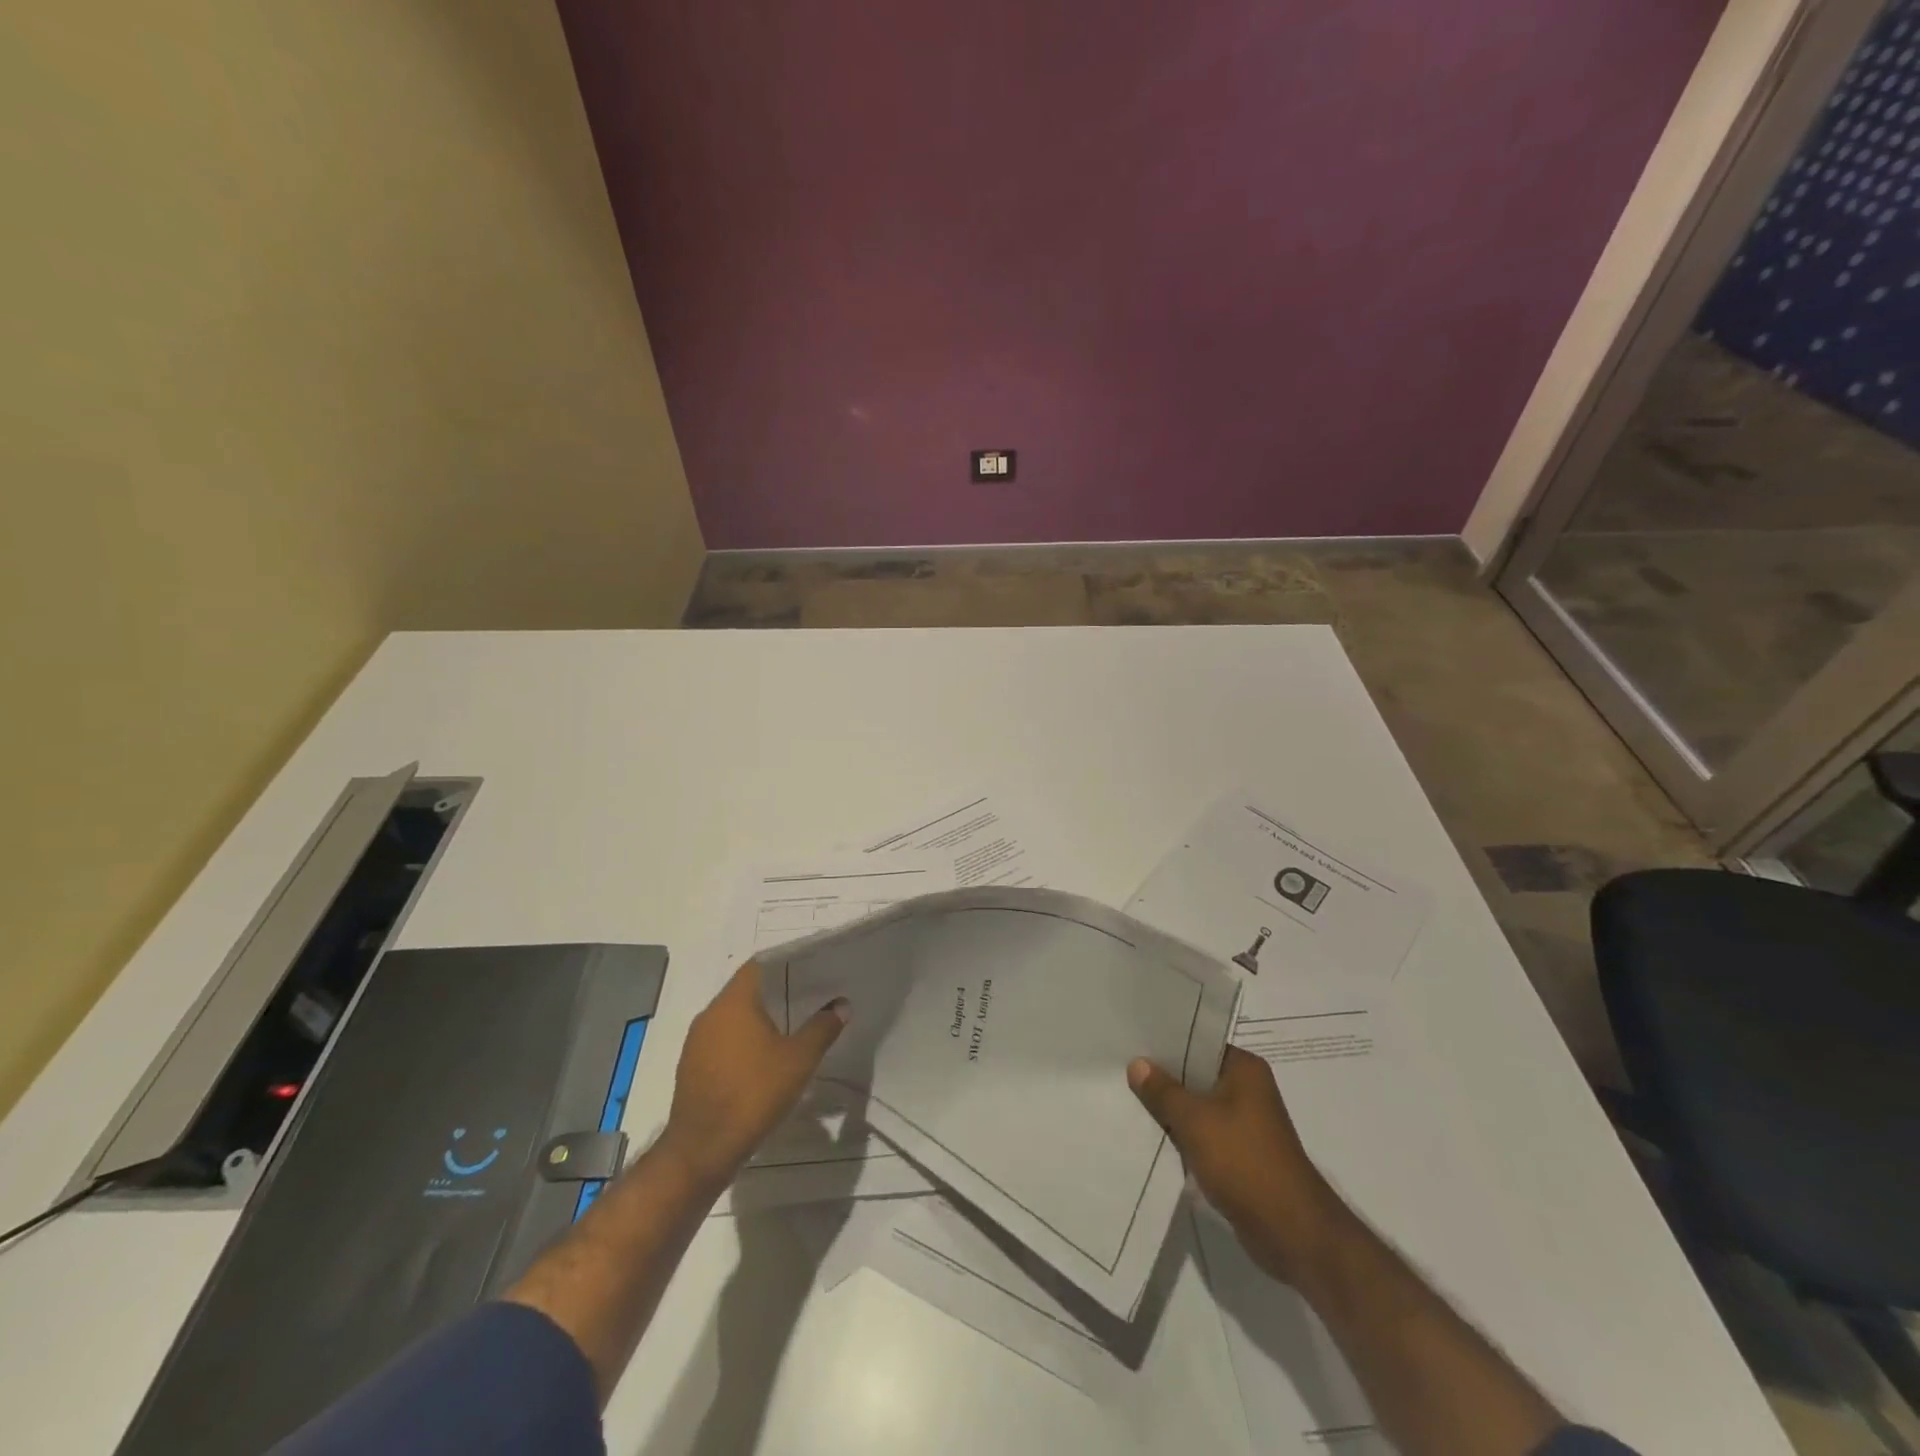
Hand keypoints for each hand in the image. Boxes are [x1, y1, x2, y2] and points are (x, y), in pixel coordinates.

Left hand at [659, 960, 847, 1192]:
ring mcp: (696, 1041)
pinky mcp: (692, 1066)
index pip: (759, 964)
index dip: (785, 962)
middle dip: (777, 991)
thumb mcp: (799, 1060)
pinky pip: (722, 1040)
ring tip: (791, 1026)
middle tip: (809, 995)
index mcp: (733, 1002)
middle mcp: (710, 1014)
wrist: (701, 1151)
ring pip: (733, 1016)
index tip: (811, 967)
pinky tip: (764, 1058)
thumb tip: (841, 1004)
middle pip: (746, 989)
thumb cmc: (753, 1094)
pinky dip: (744, 1040)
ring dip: (759, 1018)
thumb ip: (822, 1028)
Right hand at [1128, 1046, 1350, 1283]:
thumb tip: (1137, 1063)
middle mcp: (1248, 1090)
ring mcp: (1246, 1124)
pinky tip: (1153, 1135)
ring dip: (1172, 1110)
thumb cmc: (1244, 1162)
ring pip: (1198, 1107)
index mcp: (1244, 1069)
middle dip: (1163, 1078)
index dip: (1165, 1043)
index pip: (1198, 1043)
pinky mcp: (1241, 1154)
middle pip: (1196, 1075)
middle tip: (1121, 1070)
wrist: (1292, 1232)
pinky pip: (1204, 1134)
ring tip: (1128, 1100)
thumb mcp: (1194, 1121)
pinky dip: (1183, 1135)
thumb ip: (1163, 1091)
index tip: (1132, 1042)